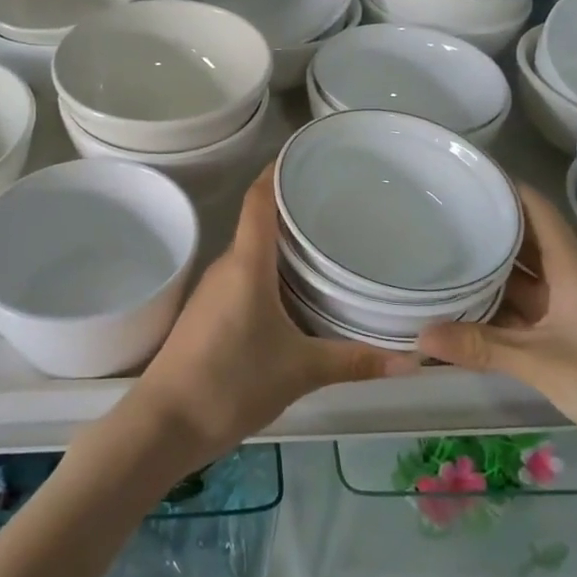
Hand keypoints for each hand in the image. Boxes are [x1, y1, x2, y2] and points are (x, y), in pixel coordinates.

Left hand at [130, 163, 415, 460]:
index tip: (310, 152)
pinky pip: (246, 277)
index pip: (260, 197)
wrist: (164, 424)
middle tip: (341, 203)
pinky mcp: (209, 313)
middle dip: (296, 208)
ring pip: (254, 252)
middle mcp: (227, 265)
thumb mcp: (300, 371)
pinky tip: (298, 291)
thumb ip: (353, 361)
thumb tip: (411, 361)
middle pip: (261, 222)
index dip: (279, 168)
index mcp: (246, 262)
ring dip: (285, 244)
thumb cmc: (231, 382)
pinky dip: (272, 272)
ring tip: (328, 242)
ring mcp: (214, 289)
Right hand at [417, 183, 576, 474]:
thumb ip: (482, 347)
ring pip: (523, 275)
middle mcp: (570, 277)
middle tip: (434, 214)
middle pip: (524, 238)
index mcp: (571, 266)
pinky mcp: (570, 333)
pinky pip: (526, 307)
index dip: (502, 186)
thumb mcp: (544, 363)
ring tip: (439, 253)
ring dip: (488, 267)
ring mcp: (570, 306)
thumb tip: (420, 334)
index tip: (461, 175)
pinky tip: (465, 306)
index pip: (535, 207)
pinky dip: (497, 304)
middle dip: (485, 225)